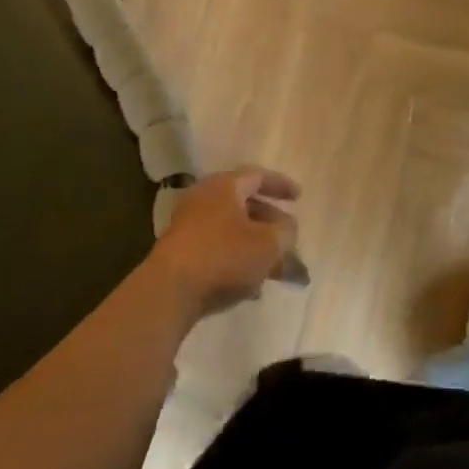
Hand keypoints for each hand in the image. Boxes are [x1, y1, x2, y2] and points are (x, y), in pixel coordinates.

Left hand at [149, 167, 301, 319]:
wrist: (169, 292)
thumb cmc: (224, 256)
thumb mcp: (269, 243)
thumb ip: (285, 231)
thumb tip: (286, 228)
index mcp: (224, 186)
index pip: (257, 176)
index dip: (281, 185)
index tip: (299, 197)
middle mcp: (204, 200)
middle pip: (245, 206)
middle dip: (272, 224)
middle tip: (291, 239)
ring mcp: (189, 228)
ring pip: (233, 232)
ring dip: (257, 247)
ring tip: (279, 270)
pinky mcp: (181, 255)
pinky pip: (218, 251)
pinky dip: (238, 262)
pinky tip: (253, 289)